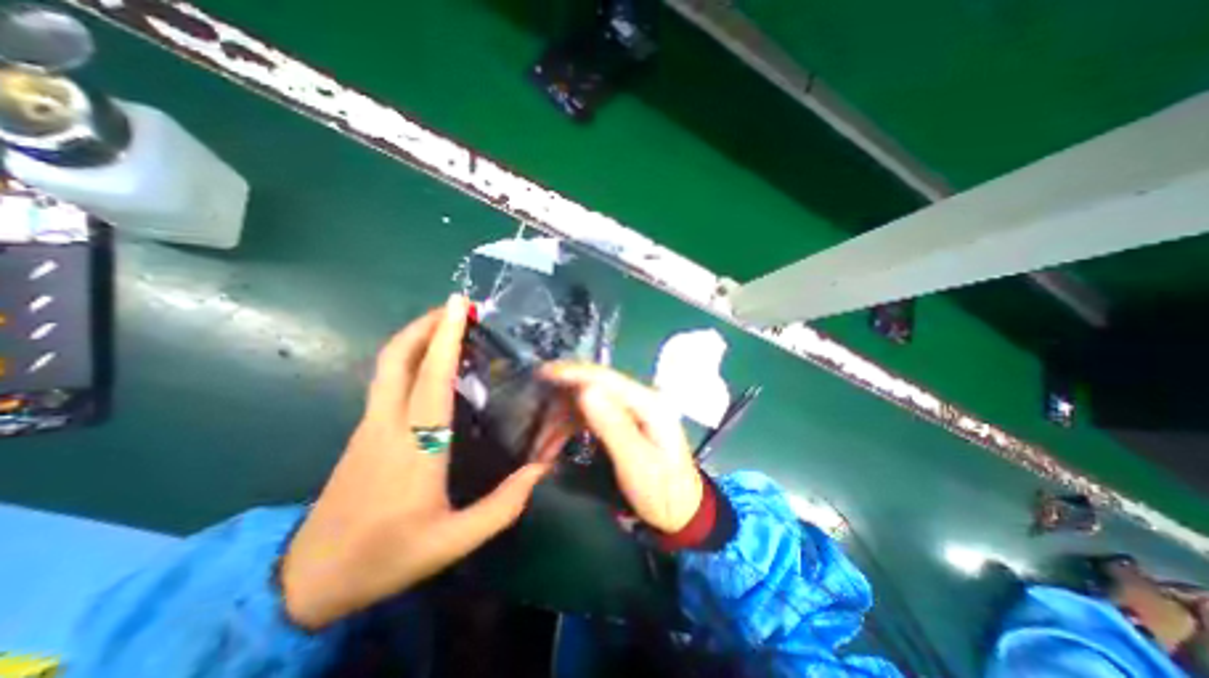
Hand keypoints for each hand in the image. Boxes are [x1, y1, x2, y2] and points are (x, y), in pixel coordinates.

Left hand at [281, 298, 551, 630]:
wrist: (308, 580)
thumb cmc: (387, 556)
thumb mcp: (454, 541)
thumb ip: (504, 505)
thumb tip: (541, 468)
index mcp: (415, 446)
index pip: (431, 378)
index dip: (446, 338)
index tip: (459, 306)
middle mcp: (388, 425)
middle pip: (397, 358)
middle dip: (426, 325)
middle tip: (457, 308)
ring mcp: (370, 425)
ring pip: (388, 366)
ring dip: (417, 338)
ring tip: (450, 326)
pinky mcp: (364, 431)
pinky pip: (388, 381)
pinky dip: (410, 358)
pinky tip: (433, 364)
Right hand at [540, 363, 698, 531]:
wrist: (679, 511)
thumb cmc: (663, 492)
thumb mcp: (638, 464)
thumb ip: (613, 426)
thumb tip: (585, 391)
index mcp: (649, 403)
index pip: (606, 378)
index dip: (573, 373)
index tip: (542, 373)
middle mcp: (639, 399)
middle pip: (592, 388)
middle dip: (561, 404)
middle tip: (535, 426)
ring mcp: (629, 409)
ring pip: (585, 403)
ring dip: (560, 421)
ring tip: (540, 448)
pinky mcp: (621, 421)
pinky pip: (588, 417)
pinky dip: (567, 428)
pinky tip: (552, 446)